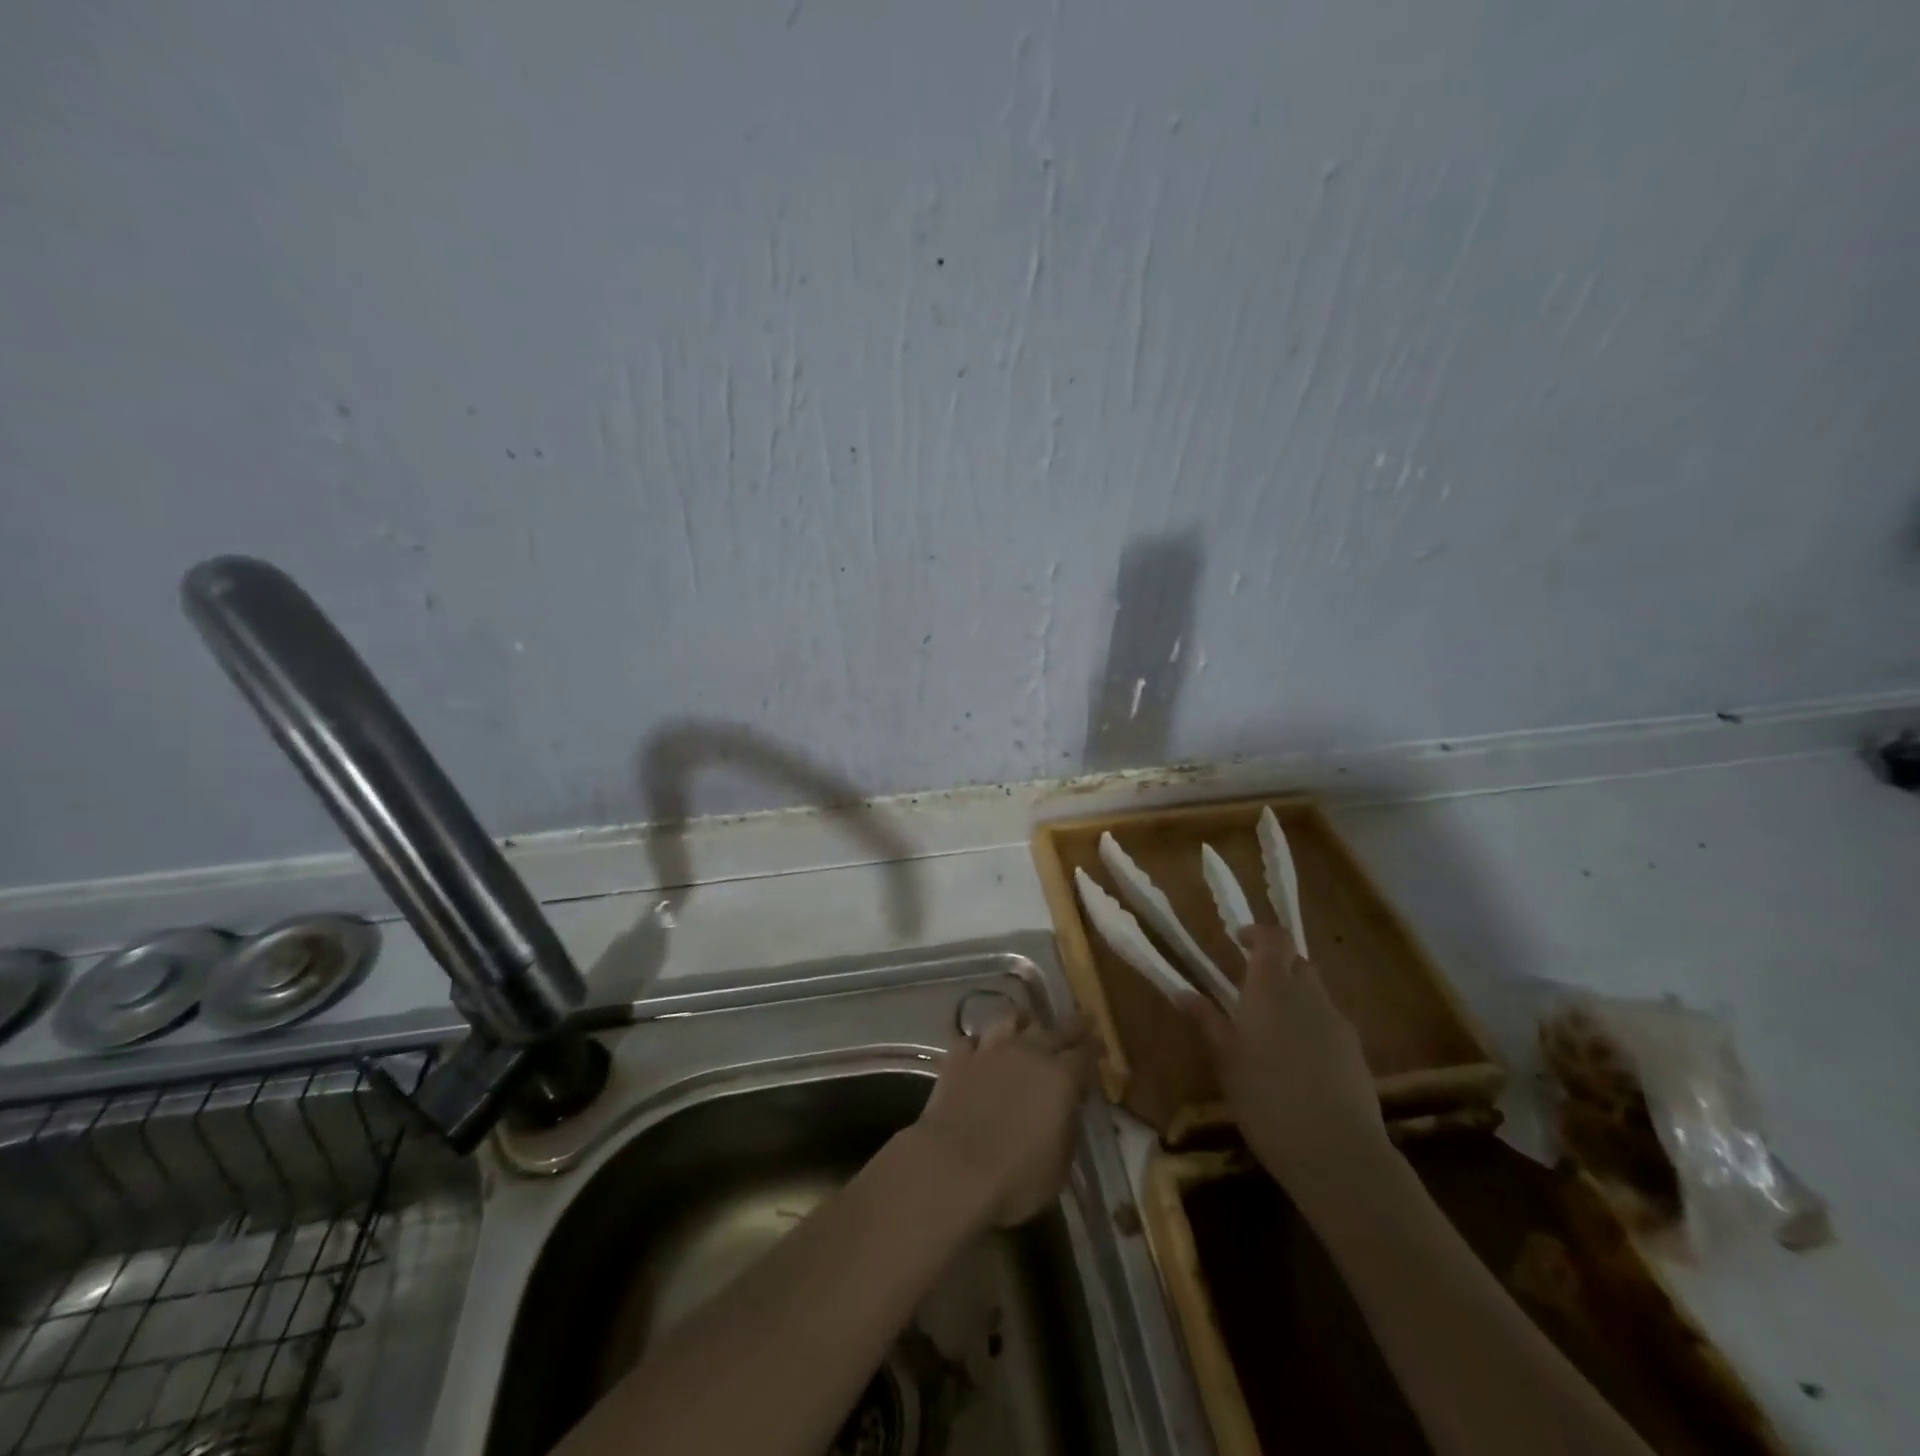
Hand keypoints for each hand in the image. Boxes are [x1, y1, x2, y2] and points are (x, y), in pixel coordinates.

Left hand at [911, 1015, 1093, 1227]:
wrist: (953, 1169)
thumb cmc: (1016, 1179)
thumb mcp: (1060, 1164)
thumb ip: (1068, 1126)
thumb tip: (1067, 1107)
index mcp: (1061, 1077)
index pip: (1085, 1053)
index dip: (1095, 1049)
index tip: (1100, 1049)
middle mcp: (1028, 1052)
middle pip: (1055, 1028)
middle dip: (1072, 1025)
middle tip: (1081, 1019)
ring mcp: (990, 1050)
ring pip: (1011, 1020)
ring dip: (1023, 1022)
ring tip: (1027, 1023)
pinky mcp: (958, 1057)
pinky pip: (973, 1039)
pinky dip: (981, 1042)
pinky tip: (982, 1049)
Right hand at [1193, 925, 1387, 1187]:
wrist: (1336, 1152)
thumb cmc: (1266, 1097)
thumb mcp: (1225, 1060)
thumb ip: (1207, 1020)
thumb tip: (1182, 992)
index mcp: (1272, 987)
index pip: (1274, 938)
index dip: (1258, 933)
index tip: (1239, 941)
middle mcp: (1309, 995)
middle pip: (1297, 963)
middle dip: (1276, 967)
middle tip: (1250, 989)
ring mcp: (1338, 1024)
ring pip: (1315, 994)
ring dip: (1294, 999)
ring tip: (1271, 1032)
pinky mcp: (1357, 1054)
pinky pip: (1330, 1025)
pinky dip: (1312, 1029)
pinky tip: (1298, 1065)